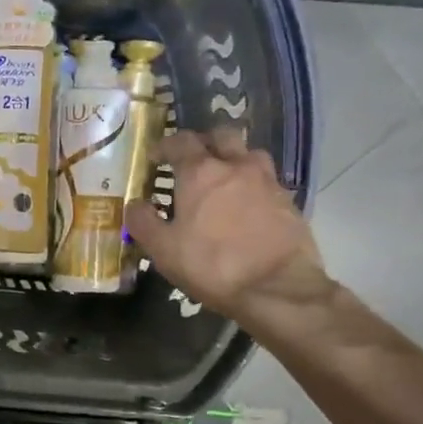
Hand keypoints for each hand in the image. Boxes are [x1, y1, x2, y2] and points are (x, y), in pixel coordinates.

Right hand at [125, 130, 333, 329]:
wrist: (277, 288)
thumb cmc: (212, 265)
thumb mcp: (164, 250)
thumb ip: (143, 222)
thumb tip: (134, 204)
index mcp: (201, 173)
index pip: (181, 141)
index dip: (165, 145)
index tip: (156, 157)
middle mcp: (236, 166)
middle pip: (221, 135)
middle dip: (204, 142)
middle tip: (192, 160)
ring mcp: (267, 181)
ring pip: (249, 153)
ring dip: (234, 158)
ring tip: (223, 179)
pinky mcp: (288, 201)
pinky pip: (267, 180)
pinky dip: (253, 184)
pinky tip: (246, 205)